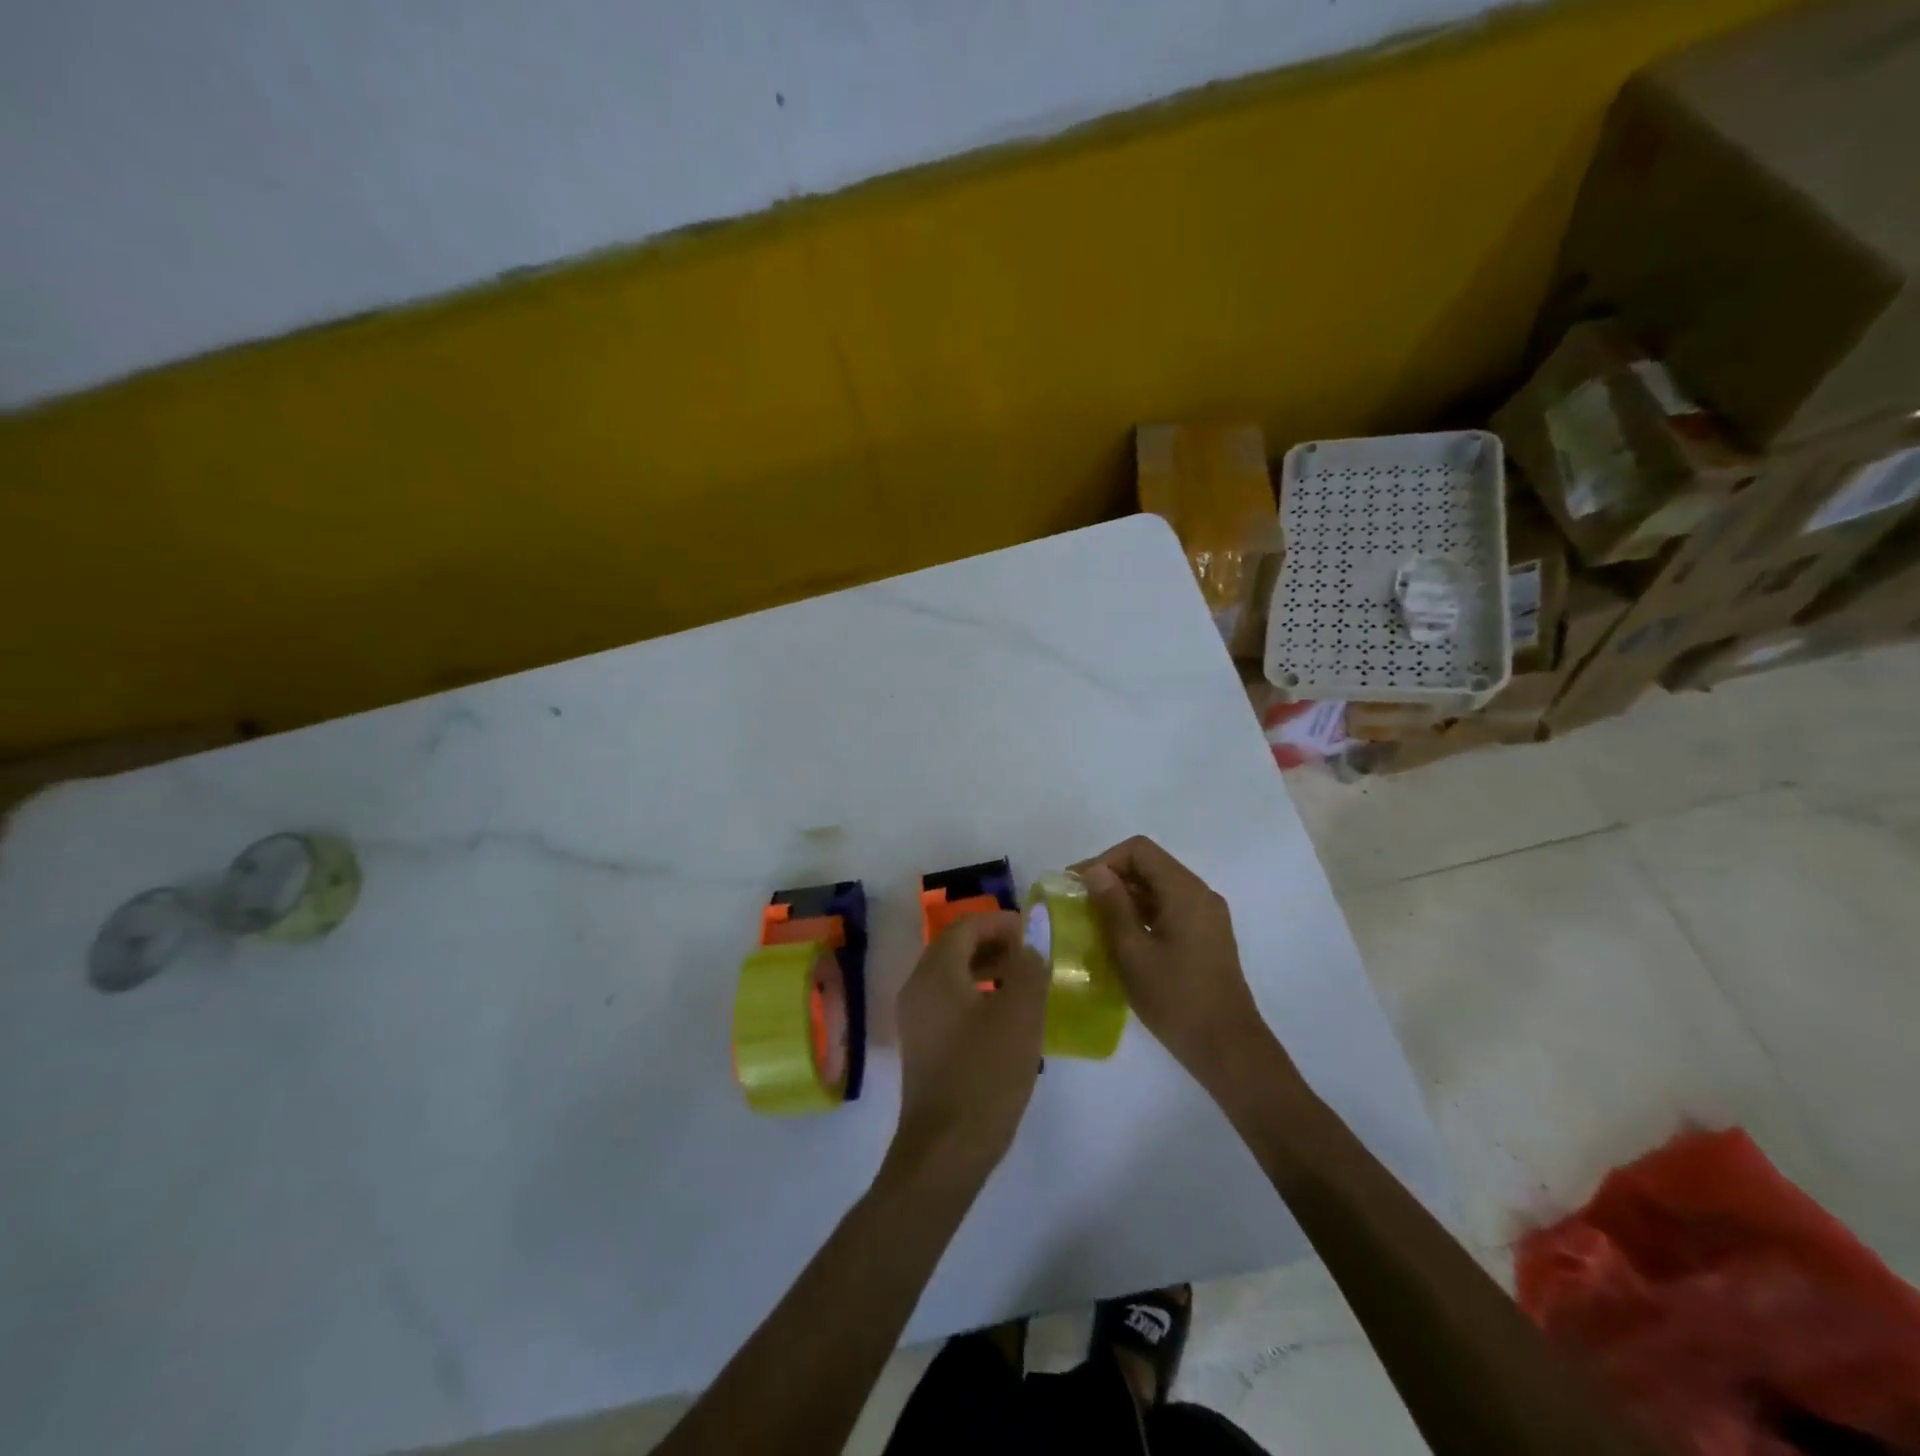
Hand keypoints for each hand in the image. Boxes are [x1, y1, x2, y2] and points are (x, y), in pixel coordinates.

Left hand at [886, 912, 1047, 1189]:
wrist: (945, 1150)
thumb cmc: (985, 1075)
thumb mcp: (1020, 1016)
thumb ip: (1029, 969)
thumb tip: (1032, 941)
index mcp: (935, 973)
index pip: (965, 926)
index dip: (999, 922)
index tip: (1032, 932)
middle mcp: (917, 987)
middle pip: (955, 948)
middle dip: (994, 944)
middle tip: (1032, 956)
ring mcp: (916, 1018)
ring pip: (952, 976)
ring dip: (988, 970)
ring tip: (1025, 985)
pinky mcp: (922, 1045)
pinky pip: (949, 1003)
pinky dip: (977, 996)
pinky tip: (1006, 1019)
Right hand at [1074, 837, 1280, 1088]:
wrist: (1227, 1047)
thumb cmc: (1175, 999)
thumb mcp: (1133, 952)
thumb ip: (1112, 906)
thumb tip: (1095, 872)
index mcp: (1185, 891)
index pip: (1139, 850)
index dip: (1104, 860)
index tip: (1076, 885)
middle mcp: (1200, 894)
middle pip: (1150, 865)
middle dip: (1111, 878)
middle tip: (1078, 903)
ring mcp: (1206, 915)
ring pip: (1158, 888)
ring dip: (1124, 897)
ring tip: (1092, 921)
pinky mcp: (1205, 935)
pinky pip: (1168, 908)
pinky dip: (1141, 913)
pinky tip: (1119, 937)